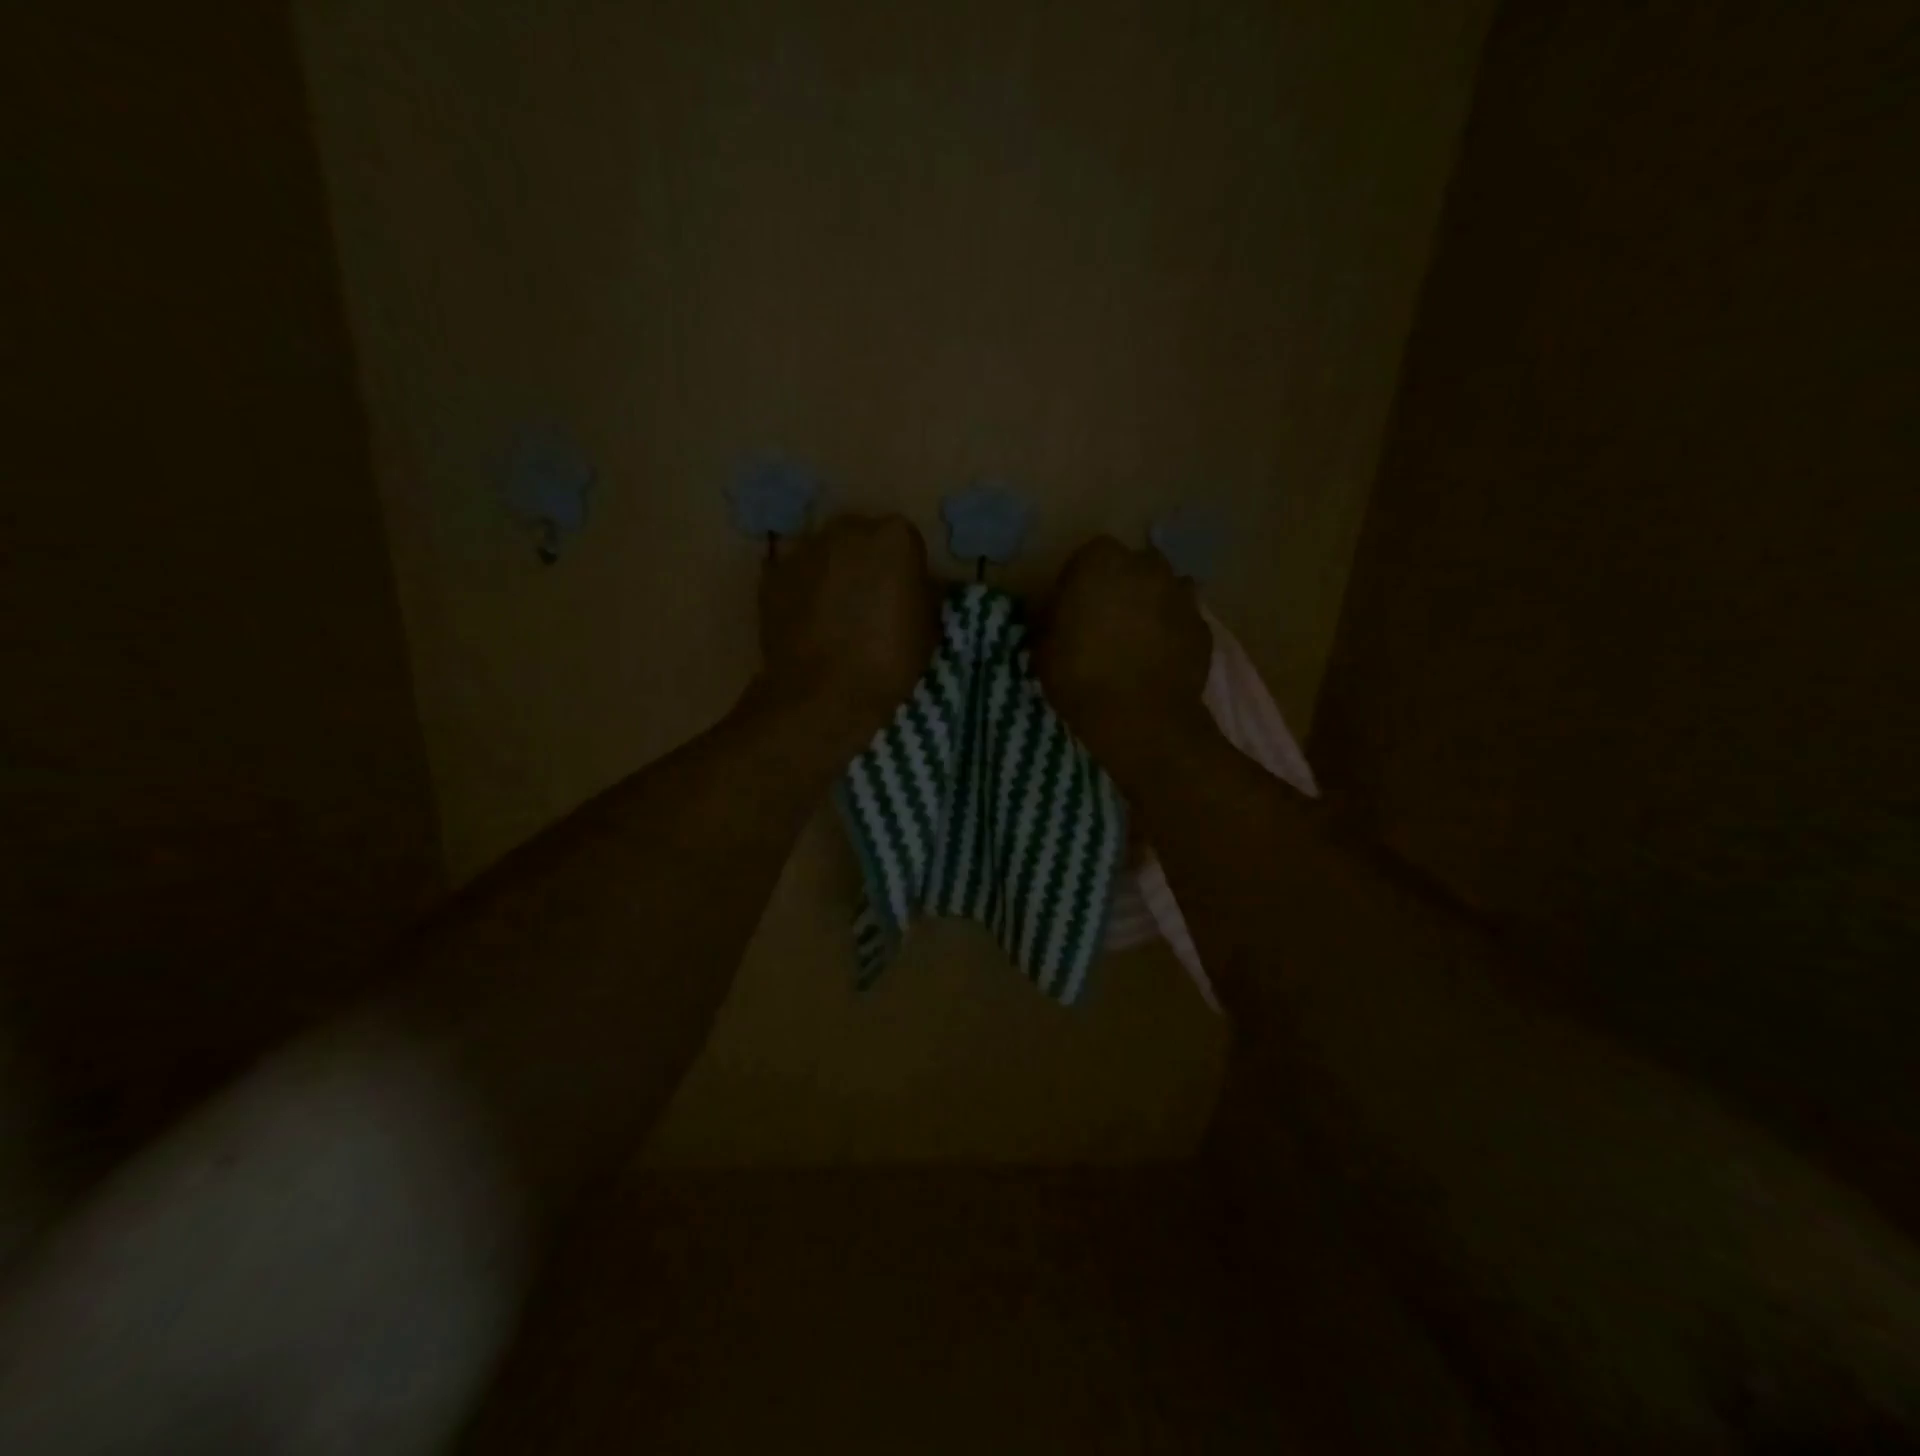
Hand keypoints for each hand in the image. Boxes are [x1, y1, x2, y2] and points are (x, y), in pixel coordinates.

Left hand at [755, 515, 938, 754]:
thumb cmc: (888, 663)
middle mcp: (847, 530)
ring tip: (835, 615)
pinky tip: (809, 623)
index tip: (903, 596)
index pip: (905, 542)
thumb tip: (915, 587)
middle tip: (869, 603)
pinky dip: (802, 591)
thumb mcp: (928, 629)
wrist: (823, 695)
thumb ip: (922, 594)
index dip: (905, 571)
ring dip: (832, 574)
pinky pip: (796, 575)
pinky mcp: (772, 574)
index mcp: (895, 537)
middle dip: (865, 563)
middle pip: (861, 539)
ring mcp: (805, 549)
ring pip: (825, 554)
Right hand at [1034, 537, 1212, 784]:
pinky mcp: (1203, 626)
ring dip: (1150, 605)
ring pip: (1162, 589)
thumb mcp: (1043, 650)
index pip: (1087, 557)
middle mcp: (1145, 567)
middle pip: (1131, 567)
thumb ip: (1049, 622)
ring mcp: (1180, 594)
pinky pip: (1182, 620)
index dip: (1079, 582)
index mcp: (1100, 562)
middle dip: (1120, 587)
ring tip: (1136, 640)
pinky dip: (1172, 632)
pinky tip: (1160, 658)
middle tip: (1105, 621)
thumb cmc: (1081, 678)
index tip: (1072, 609)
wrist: (1141, 717)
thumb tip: (1052, 615)